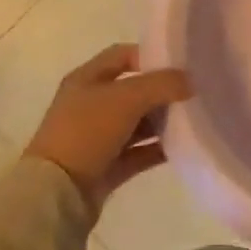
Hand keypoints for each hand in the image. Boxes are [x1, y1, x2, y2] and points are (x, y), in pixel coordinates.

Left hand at [25, 44, 191, 214]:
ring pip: (138, 122)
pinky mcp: (106, 167)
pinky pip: (139, 152)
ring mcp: (97, 138)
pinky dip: (158, 148)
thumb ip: (163, 84)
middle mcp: (90, 104)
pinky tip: (183, 146)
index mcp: (86, 79)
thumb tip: (191, 81)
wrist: (56, 194)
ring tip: (194, 118)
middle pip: (133, 90)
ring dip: (162, 121)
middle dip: (162, 90)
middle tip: (193, 92)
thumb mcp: (127, 98)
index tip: (179, 64)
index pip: (122, 55)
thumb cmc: (87, 132)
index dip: (149, 55)